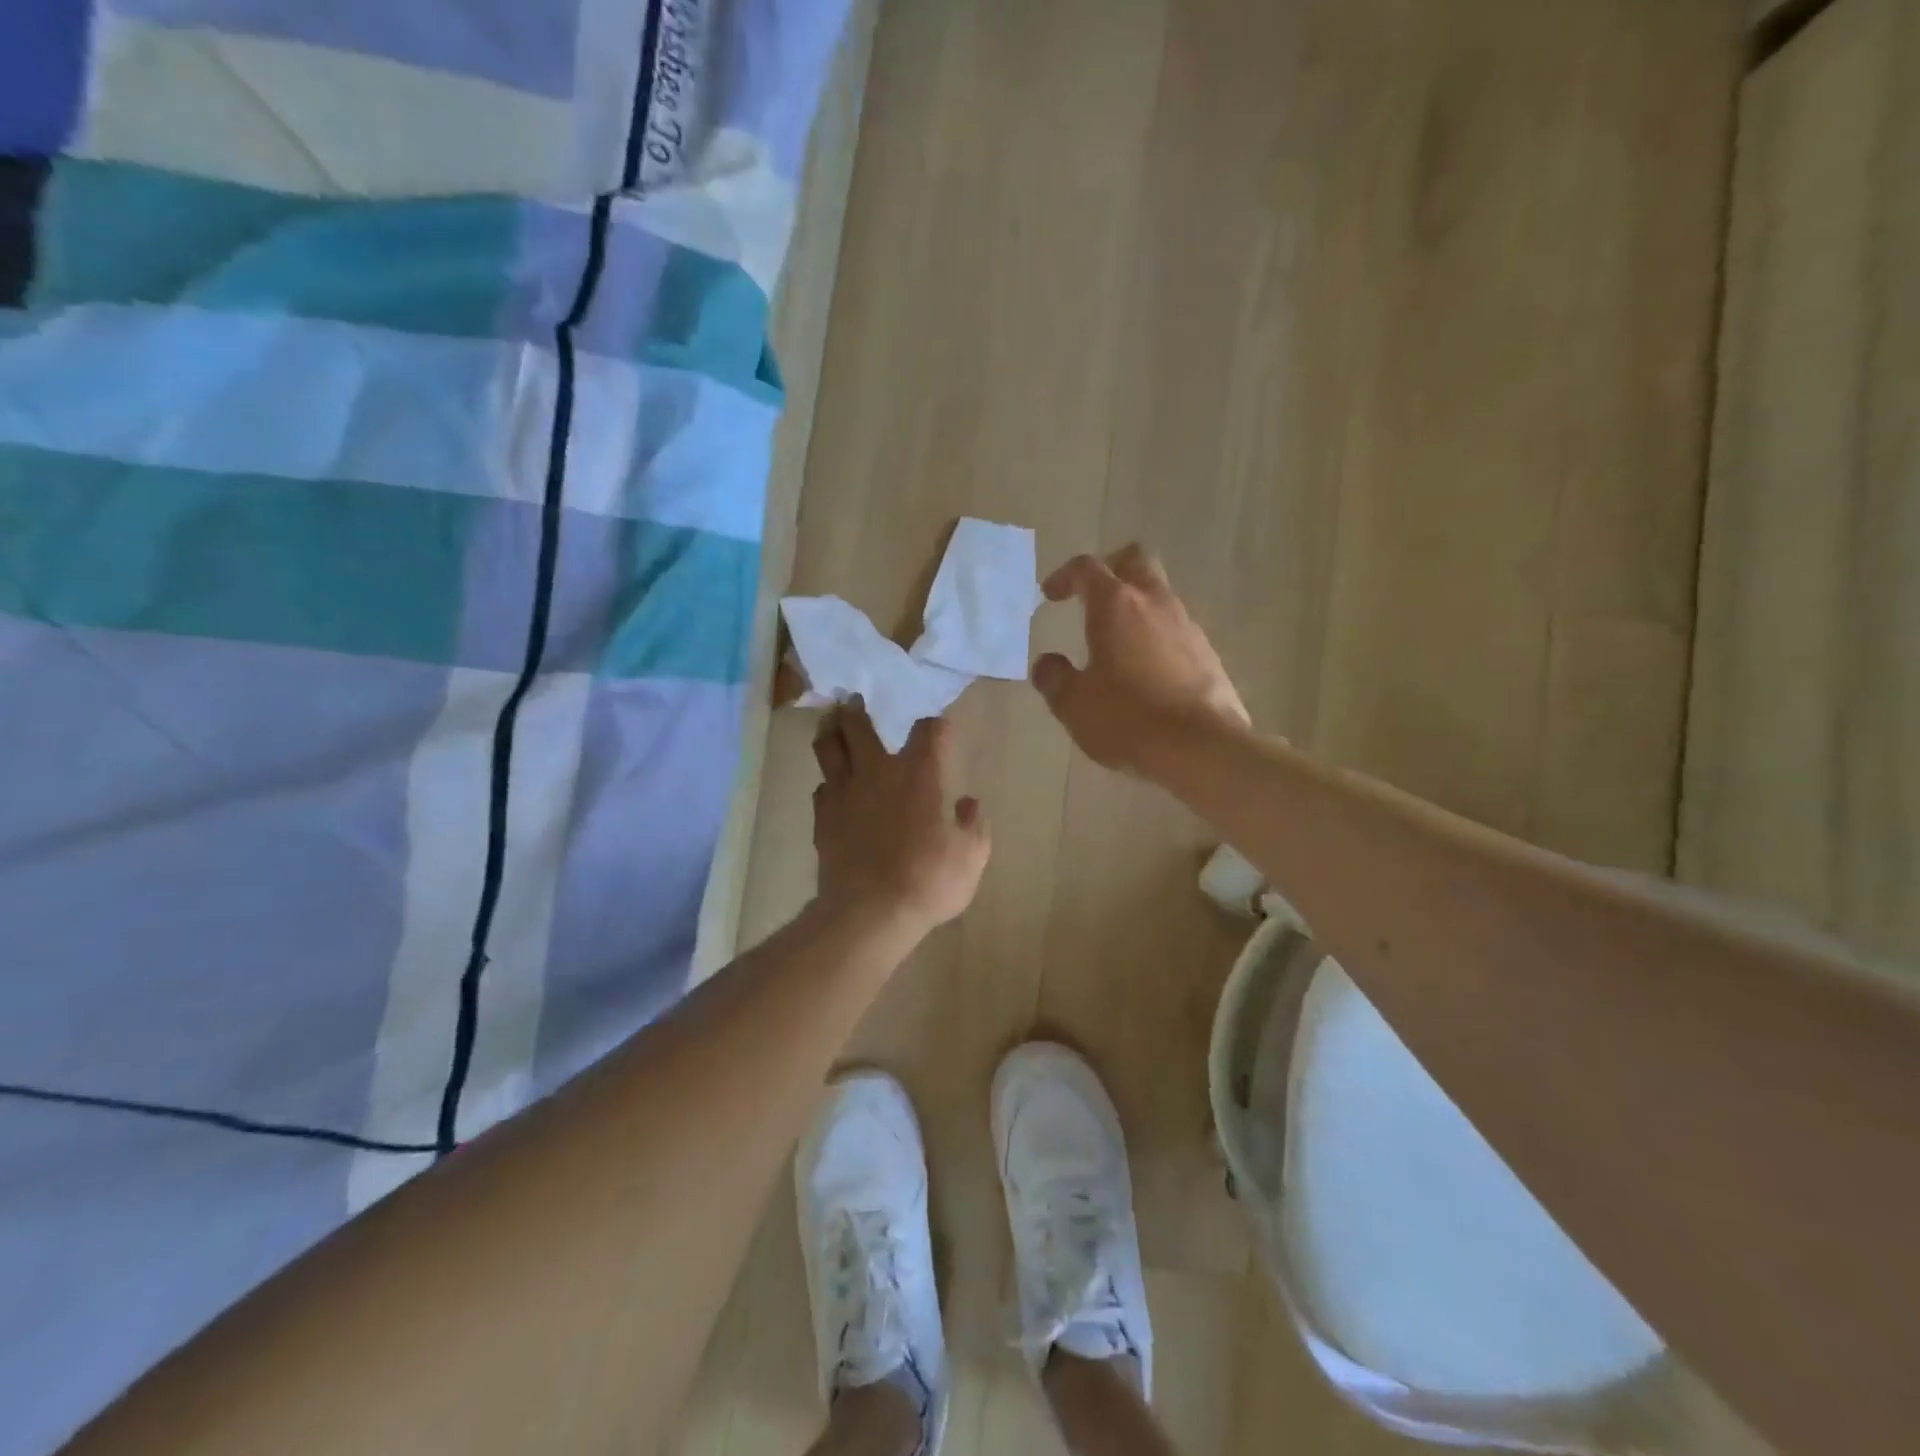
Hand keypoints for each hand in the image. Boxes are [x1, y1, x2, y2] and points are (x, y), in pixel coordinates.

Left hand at [812, 705, 991, 933]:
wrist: (870, 912)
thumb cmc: (929, 880)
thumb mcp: (971, 856)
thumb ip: (973, 825)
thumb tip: (968, 804)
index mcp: (920, 774)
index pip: (928, 731)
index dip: (935, 726)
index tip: (940, 729)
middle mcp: (878, 772)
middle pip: (860, 725)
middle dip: (857, 710)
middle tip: (854, 700)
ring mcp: (845, 793)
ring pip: (829, 748)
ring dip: (831, 732)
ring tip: (831, 724)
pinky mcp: (823, 818)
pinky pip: (821, 787)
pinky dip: (828, 782)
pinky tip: (832, 787)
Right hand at [1031, 545, 1250, 773]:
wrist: (1201, 747)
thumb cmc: (1127, 719)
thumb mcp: (1073, 704)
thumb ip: (1054, 678)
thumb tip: (1048, 663)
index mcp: (1116, 605)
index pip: (1087, 569)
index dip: (1065, 576)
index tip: (1050, 594)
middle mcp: (1154, 603)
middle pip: (1135, 561)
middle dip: (1110, 569)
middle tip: (1090, 595)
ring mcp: (1187, 626)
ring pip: (1159, 595)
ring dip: (1135, 607)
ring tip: (1115, 641)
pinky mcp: (1207, 653)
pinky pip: (1175, 629)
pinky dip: (1156, 636)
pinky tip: (1145, 671)